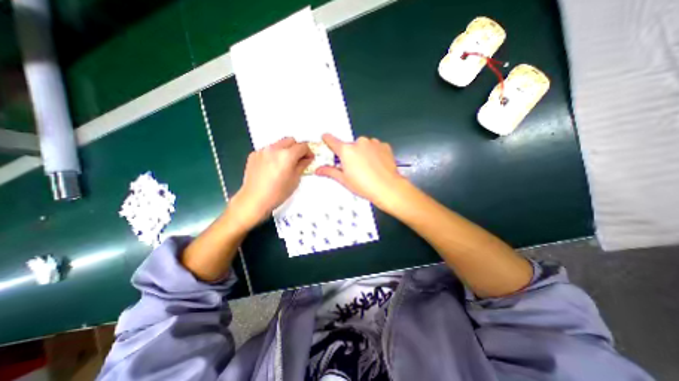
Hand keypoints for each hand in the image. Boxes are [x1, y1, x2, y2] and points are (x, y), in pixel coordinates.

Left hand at [230, 138, 310, 230]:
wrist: (254, 200)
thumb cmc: (278, 193)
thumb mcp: (295, 180)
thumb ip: (302, 165)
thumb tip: (307, 158)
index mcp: (287, 155)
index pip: (302, 146)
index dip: (308, 151)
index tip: (309, 158)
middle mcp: (274, 148)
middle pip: (290, 140)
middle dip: (297, 148)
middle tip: (298, 159)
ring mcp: (262, 150)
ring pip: (278, 144)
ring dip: (285, 150)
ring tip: (285, 163)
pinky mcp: (254, 155)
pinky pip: (268, 150)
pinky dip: (274, 154)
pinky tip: (272, 167)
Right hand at [315, 135, 404, 211]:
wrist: (388, 188)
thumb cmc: (364, 185)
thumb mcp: (344, 180)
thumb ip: (330, 172)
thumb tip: (318, 170)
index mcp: (346, 150)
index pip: (332, 140)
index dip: (327, 139)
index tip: (325, 138)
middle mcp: (359, 143)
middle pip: (350, 146)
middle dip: (350, 154)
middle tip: (355, 168)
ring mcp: (373, 143)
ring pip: (363, 146)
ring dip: (363, 153)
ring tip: (368, 168)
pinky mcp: (384, 145)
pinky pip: (375, 147)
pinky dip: (374, 153)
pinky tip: (377, 164)